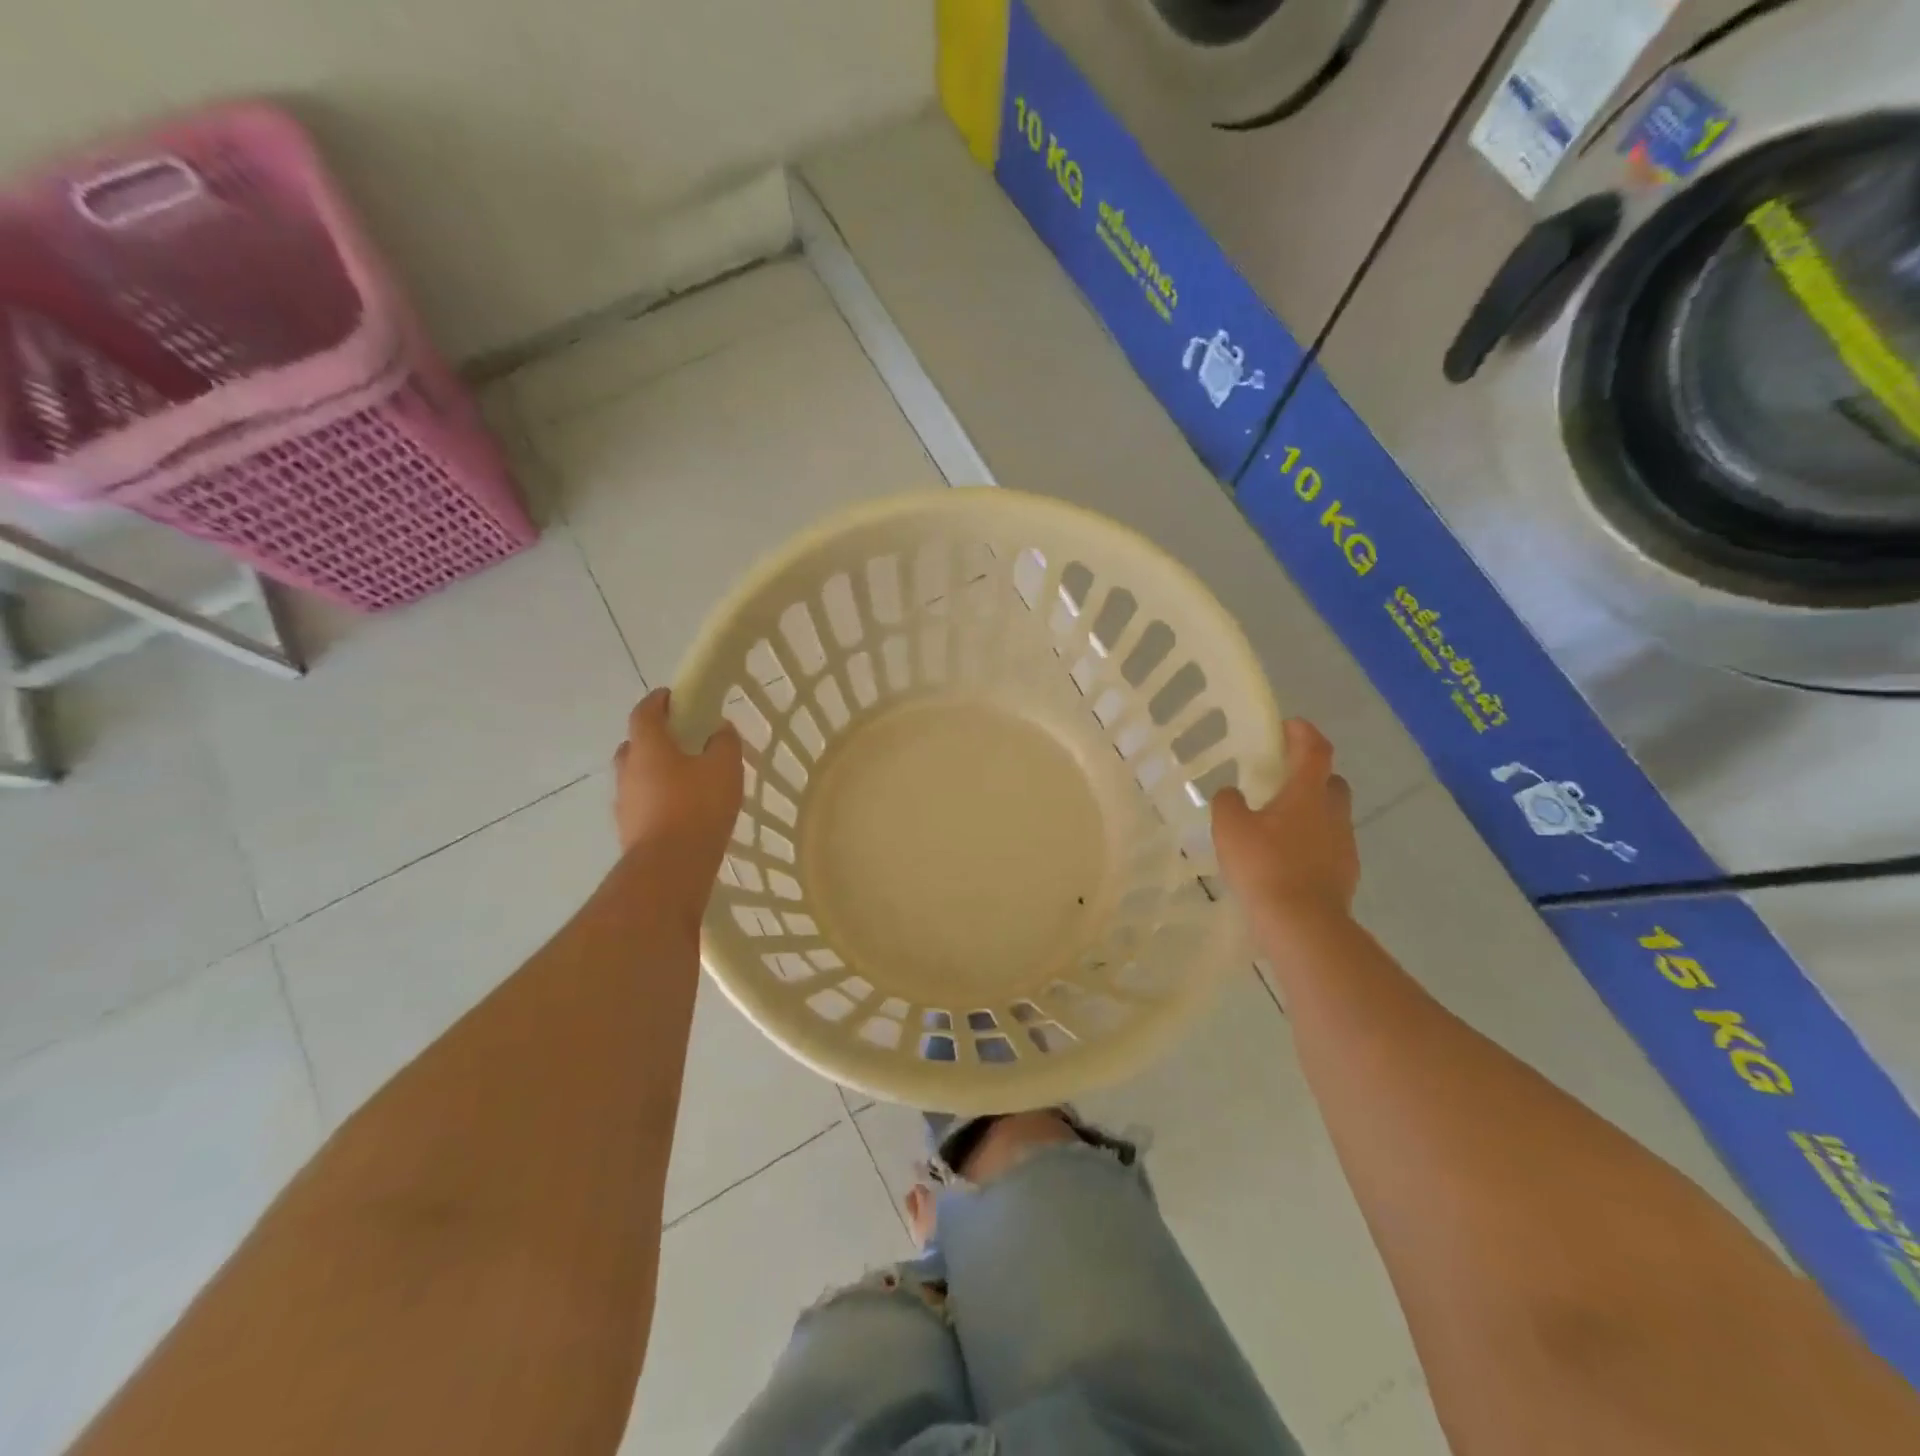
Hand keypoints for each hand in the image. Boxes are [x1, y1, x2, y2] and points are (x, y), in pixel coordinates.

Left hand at [612, 689, 743, 880]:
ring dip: (655, 772)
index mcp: (647, 747)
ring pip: (637, 776)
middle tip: (683, 742)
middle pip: (636, 744)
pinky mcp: (628, 829)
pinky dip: (657, 799)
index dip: (659, 701)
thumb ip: (723, 743)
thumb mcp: (724, 768)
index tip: (675, 697)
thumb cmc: (698, 807)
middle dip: (656, 738)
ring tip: (686, 780)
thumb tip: (719, 729)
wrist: (670, 867)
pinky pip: (642, 803)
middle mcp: (627, 770)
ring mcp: (624, 802)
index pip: (644, 712)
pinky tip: (681, 811)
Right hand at [1211, 719, 1358, 921]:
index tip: (1288, 725)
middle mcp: (1333, 813)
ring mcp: (1344, 845)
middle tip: (1283, 780)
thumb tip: (1232, 794)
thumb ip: (1228, 802)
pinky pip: (1329, 846)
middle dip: (1312, 775)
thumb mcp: (1230, 828)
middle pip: (1331, 782)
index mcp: (1308, 793)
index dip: (1304, 733)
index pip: (1315, 749)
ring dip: (1311, 812)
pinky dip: (1312, 843)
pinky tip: (1287, 859)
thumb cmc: (1264, 865)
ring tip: (1279, 825)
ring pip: (1331, 816)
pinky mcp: (1345, 874)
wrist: (1302, 923)